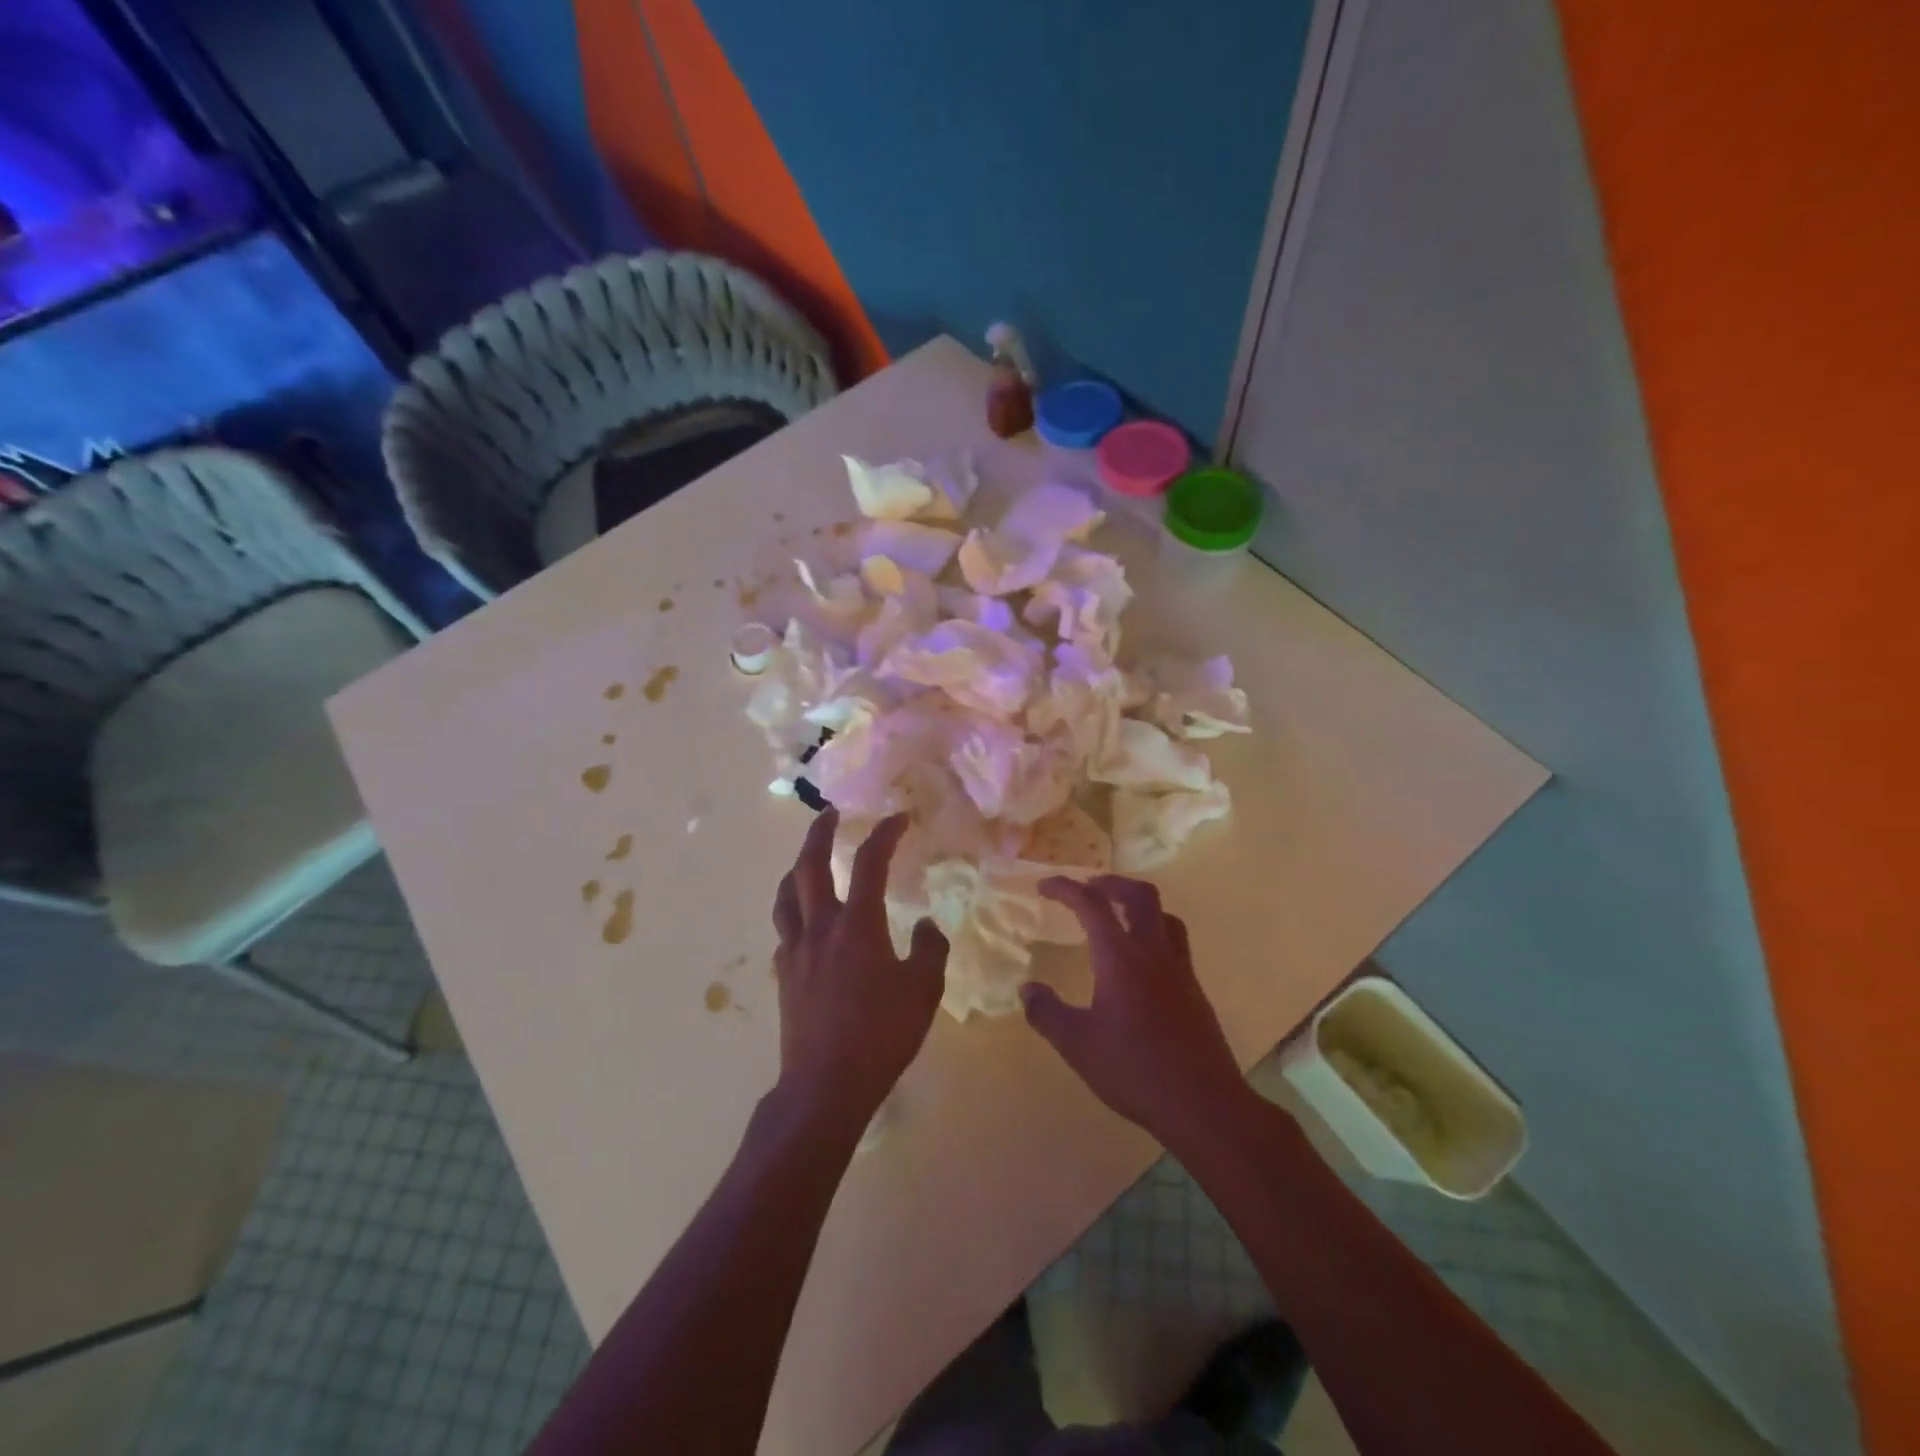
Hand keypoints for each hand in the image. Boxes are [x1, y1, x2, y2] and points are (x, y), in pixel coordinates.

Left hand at [772, 809, 948, 1131]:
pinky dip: (793, 913)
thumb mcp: (923, 991)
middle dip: (819, 833)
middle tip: (829, 813)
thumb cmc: (881, 1035)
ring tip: (806, 860)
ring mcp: (795, 951)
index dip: (884, 834)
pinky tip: (803, 923)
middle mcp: (820, 927)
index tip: (898, 818)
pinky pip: (784, 931)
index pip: (870, 862)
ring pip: (786, 895)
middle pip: (810, 866)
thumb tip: (925, 925)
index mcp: (857, 925)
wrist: (826, 1084)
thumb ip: (929, 950)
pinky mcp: (784, 976)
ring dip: (796, 868)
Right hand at [1024, 875, 1248, 1147]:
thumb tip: (1027, 989)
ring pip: (1164, 916)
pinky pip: (1175, 943)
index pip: (1091, 904)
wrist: (1203, 1104)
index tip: (1044, 886)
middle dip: (1110, 883)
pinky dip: (1153, 934)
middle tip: (1088, 889)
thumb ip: (1047, 1013)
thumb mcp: (1077, 1045)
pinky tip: (1140, 964)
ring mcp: (1180, 970)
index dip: (1065, 888)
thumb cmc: (1134, 1070)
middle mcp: (1153, 952)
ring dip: (1138, 905)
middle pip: (1139, 895)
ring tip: (1117, 917)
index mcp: (1120, 957)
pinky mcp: (1194, 990)